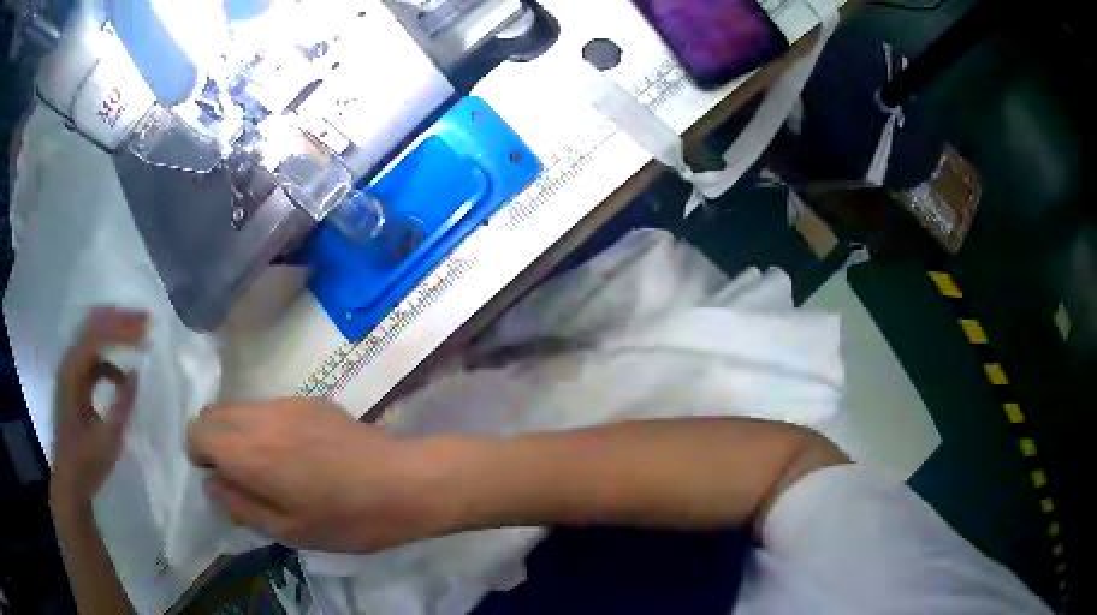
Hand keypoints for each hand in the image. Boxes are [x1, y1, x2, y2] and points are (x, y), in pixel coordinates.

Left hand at [51, 308, 148, 510]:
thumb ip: (122, 405)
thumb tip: (136, 373)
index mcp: (72, 374)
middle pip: (93, 327)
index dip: (121, 331)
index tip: (146, 333)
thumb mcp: (108, 440)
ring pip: (92, 337)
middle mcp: (69, 364)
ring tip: (137, 334)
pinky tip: (122, 372)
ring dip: (114, 332)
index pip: (96, 337)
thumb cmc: (87, 464)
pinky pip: (92, 357)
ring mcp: (70, 373)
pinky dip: (109, 355)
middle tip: (145, 321)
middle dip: (119, 320)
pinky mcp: (74, 383)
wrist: (70, 482)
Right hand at [187, 399, 453, 552]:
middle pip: (214, 413)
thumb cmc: (347, 518)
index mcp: (250, 451)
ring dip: (240, 432)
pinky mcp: (312, 400)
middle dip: (214, 440)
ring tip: (270, 467)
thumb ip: (241, 506)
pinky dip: (265, 426)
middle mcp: (262, 417)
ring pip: (242, 407)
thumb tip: (213, 484)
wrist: (404, 482)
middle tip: (239, 475)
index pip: (197, 431)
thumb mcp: (289, 530)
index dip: (199, 455)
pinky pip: (271, 407)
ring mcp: (289, 402)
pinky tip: (299, 454)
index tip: (219, 479)